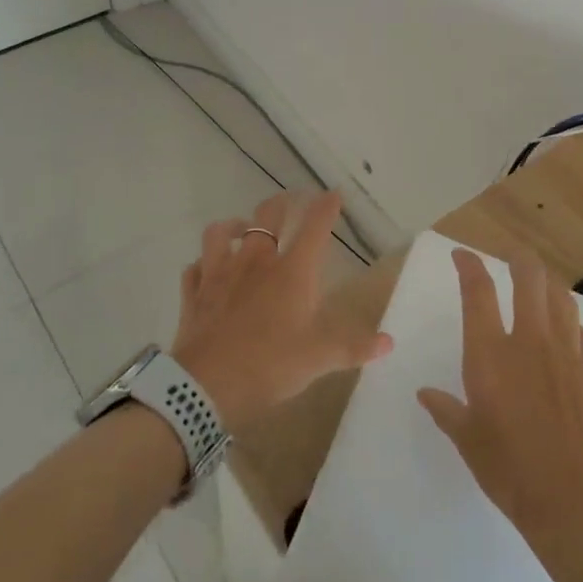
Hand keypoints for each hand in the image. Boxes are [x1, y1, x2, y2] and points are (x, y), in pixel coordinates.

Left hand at [171, 192, 391, 437]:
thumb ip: (354, 347)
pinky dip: (202, 264)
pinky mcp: (194, 292)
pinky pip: (194, 267)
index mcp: (291, 271)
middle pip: (267, 215)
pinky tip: (206, 269)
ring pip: (222, 232)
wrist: (206, 386)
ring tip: (242, 228)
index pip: (314, 227)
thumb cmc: (270, 366)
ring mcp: (219, 273)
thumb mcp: (319, 359)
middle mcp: (255, 261)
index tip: (333, 195)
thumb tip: (388, 342)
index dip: (326, 208)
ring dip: (234, 225)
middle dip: (282, 204)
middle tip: (290, 202)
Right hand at [418, 250, 582, 550]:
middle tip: (510, 259)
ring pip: (561, 299)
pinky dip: (572, 325)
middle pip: (529, 278)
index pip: (478, 291)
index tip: (462, 255)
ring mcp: (566, 355)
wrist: (570, 501)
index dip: (469, 265)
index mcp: (491, 353)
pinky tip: (568, 332)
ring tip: (540, 286)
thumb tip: (426, 394)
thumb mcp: (467, 439)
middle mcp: (530, 341)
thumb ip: (446, 410)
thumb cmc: (508, 468)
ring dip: (548, 285)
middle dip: (519, 259)